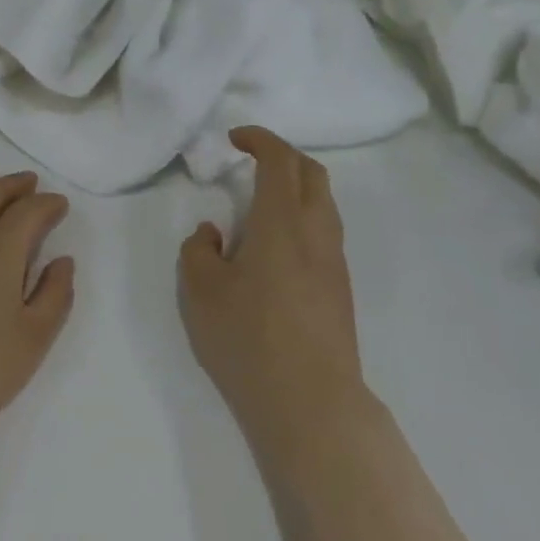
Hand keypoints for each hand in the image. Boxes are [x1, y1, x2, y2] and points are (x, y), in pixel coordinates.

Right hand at [179, 129, 367, 451]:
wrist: (310, 401)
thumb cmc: (248, 338)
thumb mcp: (200, 292)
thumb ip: (199, 250)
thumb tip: (214, 233)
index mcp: (282, 222)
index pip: (279, 160)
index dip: (259, 140)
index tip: (234, 139)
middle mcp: (316, 232)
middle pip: (312, 173)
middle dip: (283, 155)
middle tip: (251, 160)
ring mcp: (334, 261)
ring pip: (324, 202)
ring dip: (296, 186)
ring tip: (261, 201)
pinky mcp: (340, 287)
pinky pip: (325, 231)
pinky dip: (303, 215)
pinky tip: (276, 244)